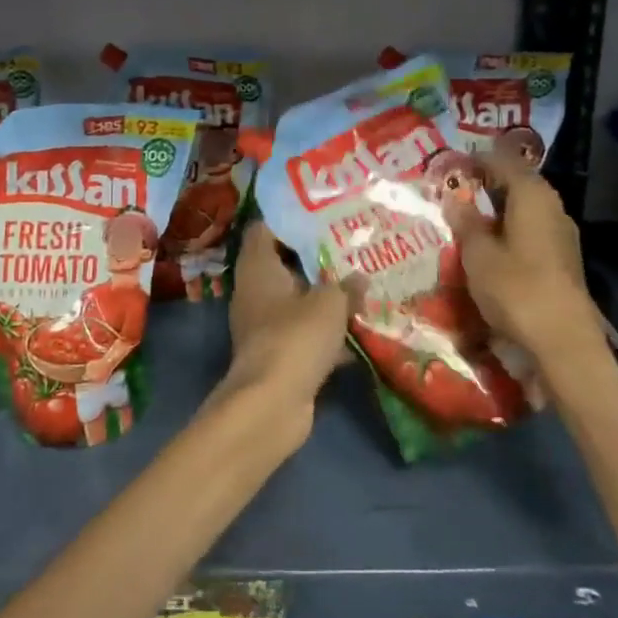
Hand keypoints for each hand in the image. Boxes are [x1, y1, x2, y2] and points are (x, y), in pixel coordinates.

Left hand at [221, 222, 353, 444]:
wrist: (272, 404)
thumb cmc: (296, 337)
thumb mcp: (330, 303)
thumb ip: (346, 286)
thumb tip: (361, 278)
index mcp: (258, 267)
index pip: (265, 228)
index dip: (290, 218)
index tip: (322, 213)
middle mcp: (255, 291)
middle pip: (284, 263)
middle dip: (317, 257)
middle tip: (352, 246)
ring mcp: (264, 324)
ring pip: (298, 300)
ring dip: (325, 296)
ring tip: (362, 281)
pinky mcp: (278, 353)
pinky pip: (305, 332)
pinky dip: (327, 331)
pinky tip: (360, 328)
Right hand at [454, 152, 599, 361]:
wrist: (563, 342)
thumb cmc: (516, 288)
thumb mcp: (478, 254)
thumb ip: (465, 222)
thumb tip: (454, 197)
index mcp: (532, 195)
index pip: (501, 162)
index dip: (474, 160)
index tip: (449, 167)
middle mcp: (552, 206)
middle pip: (516, 184)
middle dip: (485, 186)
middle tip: (453, 194)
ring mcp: (562, 235)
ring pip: (524, 210)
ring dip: (497, 212)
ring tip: (466, 221)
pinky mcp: (563, 260)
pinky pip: (530, 232)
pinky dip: (508, 232)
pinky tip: (489, 248)